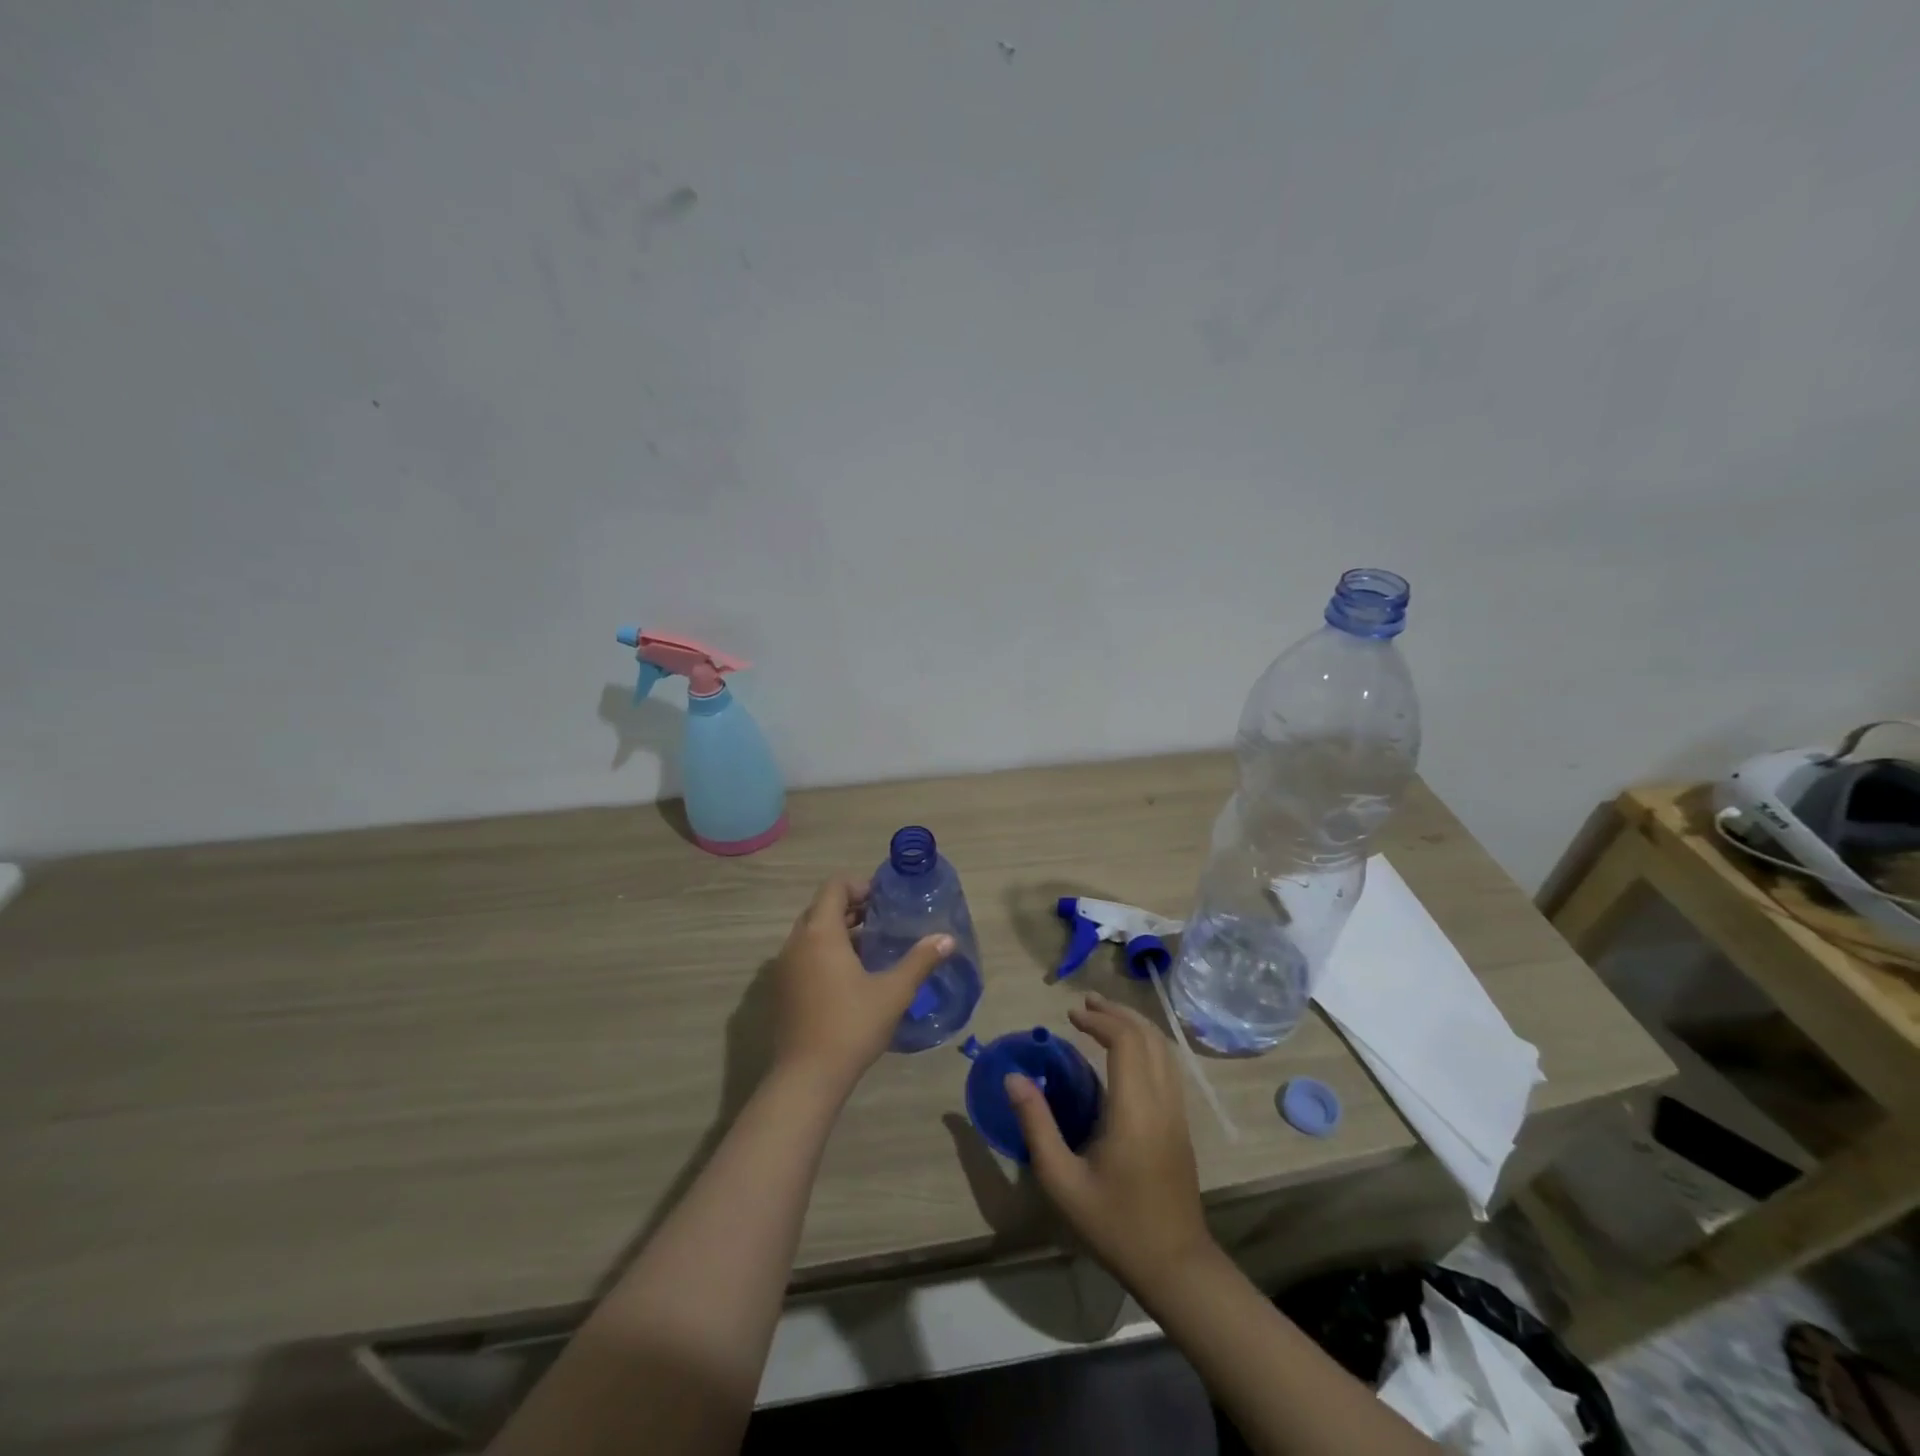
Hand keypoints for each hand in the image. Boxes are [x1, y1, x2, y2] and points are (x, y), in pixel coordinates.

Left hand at [769, 876, 951, 1096]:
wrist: (806, 1078)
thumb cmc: (851, 1025)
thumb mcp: (893, 992)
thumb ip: (920, 961)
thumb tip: (947, 939)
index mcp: (820, 933)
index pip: (834, 887)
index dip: (859, 886)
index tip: (884, 900)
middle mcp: (796, 943)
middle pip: (821, 908)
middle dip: (850, 908)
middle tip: (882, 920)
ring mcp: (784, 968)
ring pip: (811, 933)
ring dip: (837, 931)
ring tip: (871, 947)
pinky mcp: (781, 990)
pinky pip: (803, 955)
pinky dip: (824, 953)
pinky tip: (850, 976)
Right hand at [1007, 993, 1214, 1292]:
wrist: (1175, 1265)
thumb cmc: (1114, 1224)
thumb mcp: (1062, 1180)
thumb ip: (1036, 1125)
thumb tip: (1013, 1078)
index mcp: (1135, 1109)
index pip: (1125, 1041)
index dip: (1099, 1020)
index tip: (1071, 1015)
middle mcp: (1162, 1101)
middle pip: (1148, 1036)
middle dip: (1116, 1013)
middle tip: (1084, 1004)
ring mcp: (1177, 1112)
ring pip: (1164, 1049)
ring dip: (1134, 1025)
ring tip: (1103, 1017)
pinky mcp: (1182, 1123)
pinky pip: (1168, 1066)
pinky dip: (1147, 1044)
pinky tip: (1126, 1052)